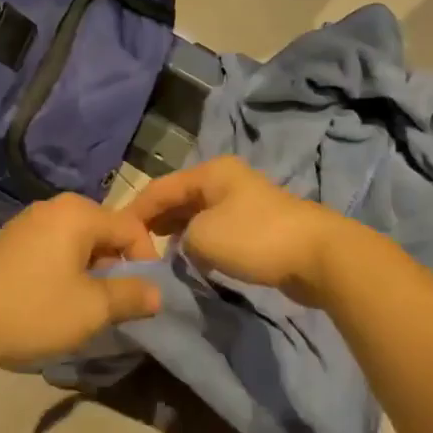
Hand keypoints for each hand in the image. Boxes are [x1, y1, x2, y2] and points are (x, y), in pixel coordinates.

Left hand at [0, 195, 162, 369]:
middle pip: (105, 232)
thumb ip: (131, 296)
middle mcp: (55, 207)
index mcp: (79, 213)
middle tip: (115, 304)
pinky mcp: (10, 240)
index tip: (143, 297)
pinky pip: (54, 248)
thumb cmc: (32, 310)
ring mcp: (28, 221)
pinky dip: (65, 270)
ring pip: (79, 242)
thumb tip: (157, 292)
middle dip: (117, 267)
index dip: (146, 262)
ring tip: (86, 307)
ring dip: (91, 271)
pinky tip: (54, 300)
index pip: (132, 228)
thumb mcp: (92, 309)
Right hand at [126, 157, 351, 306]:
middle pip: (179, 198)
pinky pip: (217, 230)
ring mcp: (244, 202)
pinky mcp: (258, 226)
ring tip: (158, 255)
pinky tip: (191, 259)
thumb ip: (179, 238)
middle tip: (135, 248)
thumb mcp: (201, 236)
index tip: (116, 236)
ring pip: (198, 215)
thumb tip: (183, 245)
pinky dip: (200, 242)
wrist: (317, 255)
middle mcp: (225, 181)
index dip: (135, 210)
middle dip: (156, 221)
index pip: (160, 187)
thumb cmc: (254, 238)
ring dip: (178, 234)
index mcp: (210, 172)